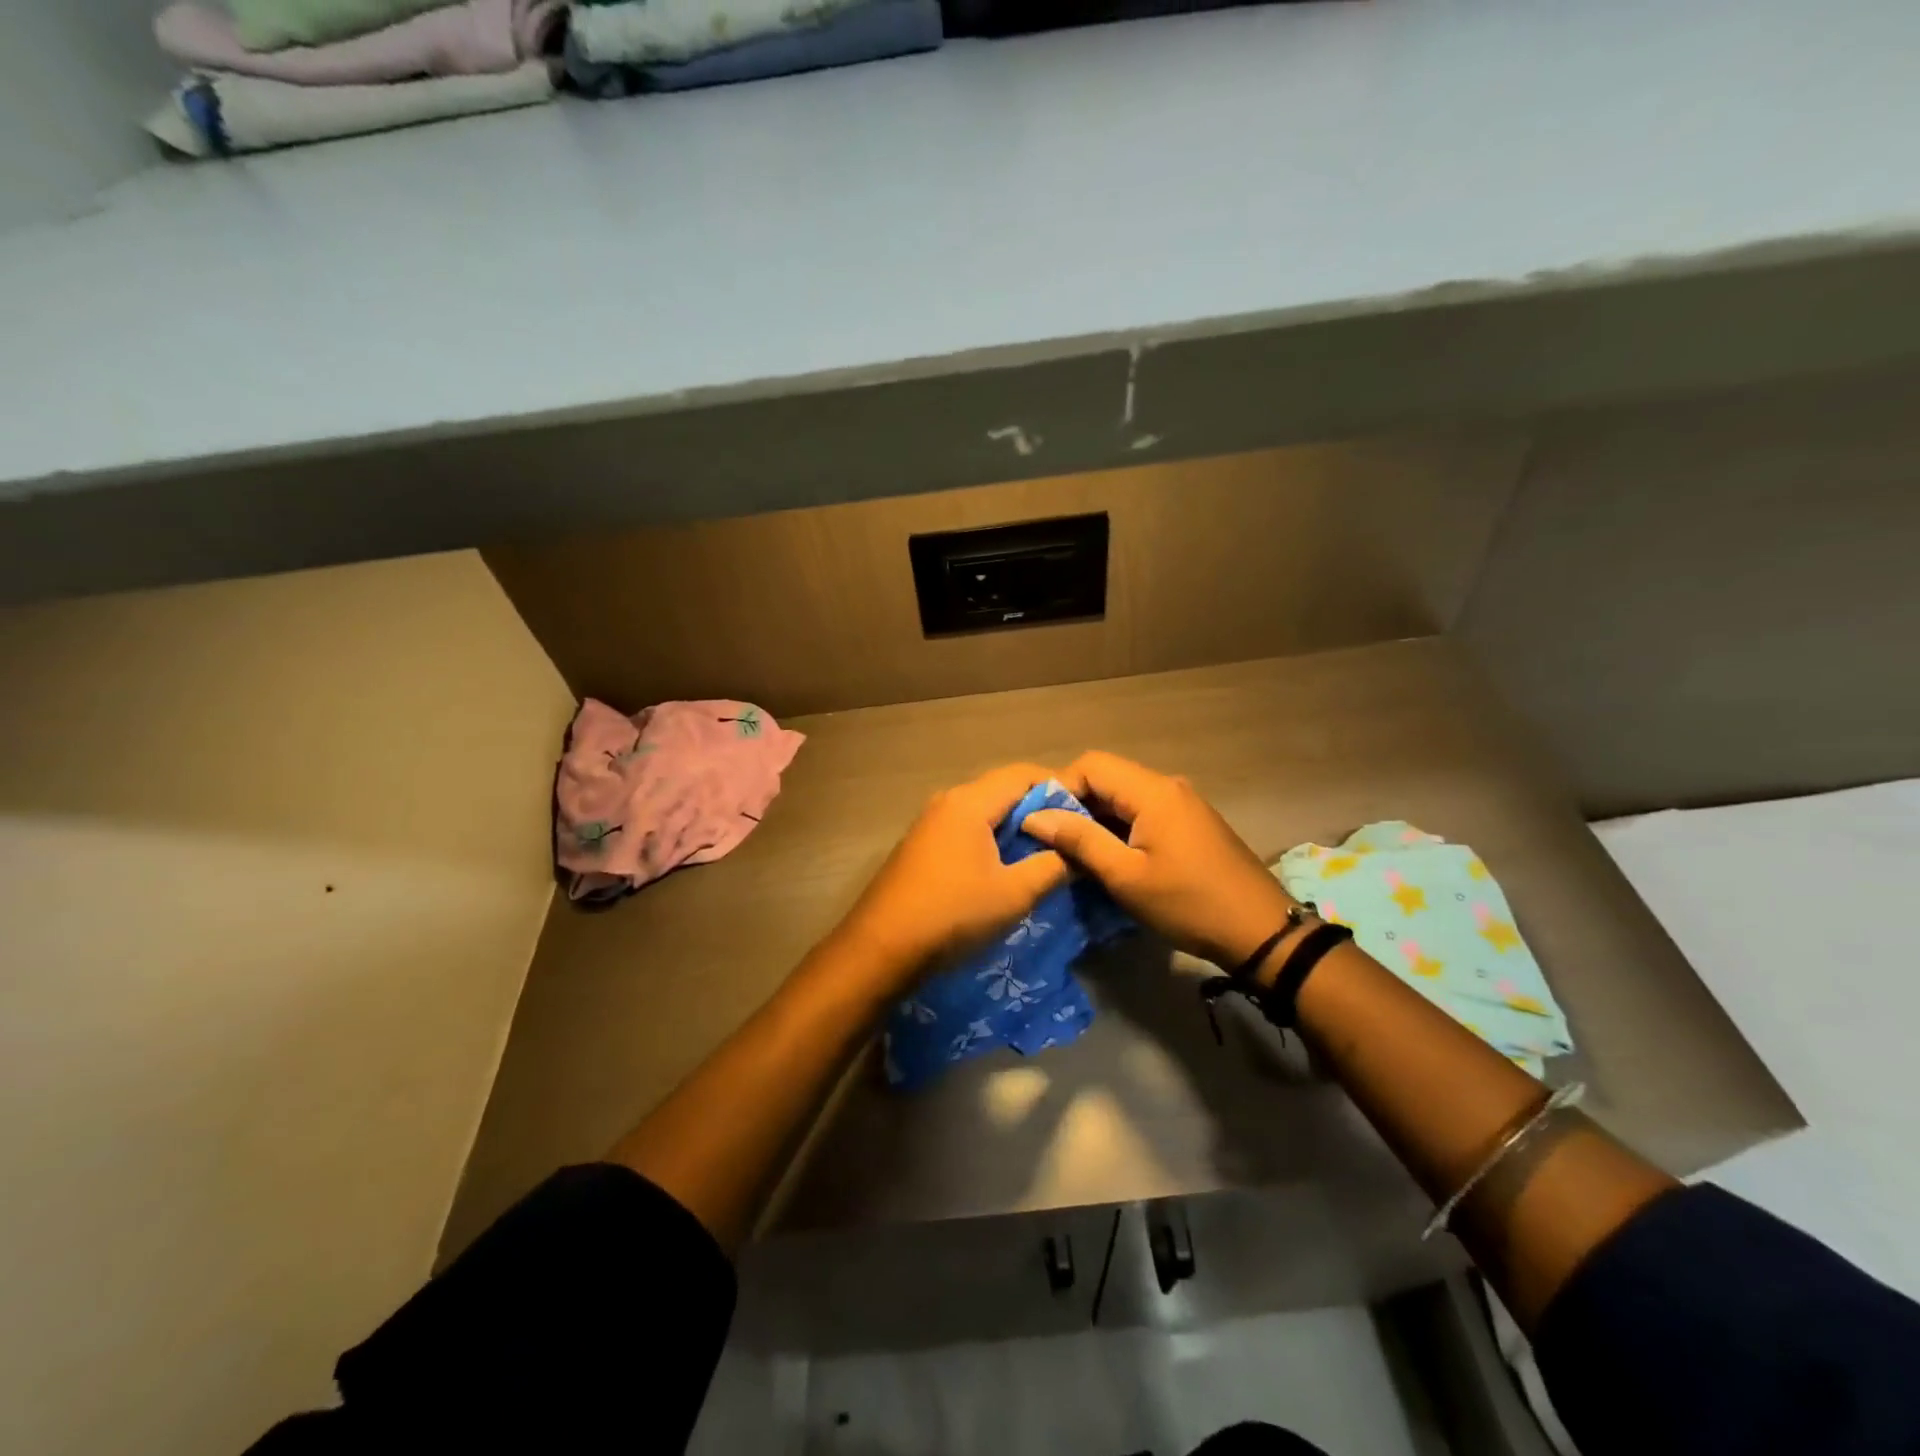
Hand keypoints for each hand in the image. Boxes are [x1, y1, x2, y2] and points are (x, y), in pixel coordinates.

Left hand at [833, 763, 1069, 981]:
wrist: (880, 949)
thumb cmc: (952, 915)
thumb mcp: (1014, 894)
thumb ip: (1052, 866)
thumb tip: (1078, 851)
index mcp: (970, 802)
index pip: (1023, 775)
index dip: (1059, 788)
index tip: (1086, 814)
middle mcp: (948, 801)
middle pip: (1003, 790)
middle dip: (1040, 810)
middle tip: (1071, 837)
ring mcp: (930, 823)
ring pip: (984, 812)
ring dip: (1015, 828)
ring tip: (1045, 855)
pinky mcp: (921, 846)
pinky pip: (966, 829)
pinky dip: (992, 840)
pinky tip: (1005, 868)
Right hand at [1022, 750, 1297, 968]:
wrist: (1261, 932)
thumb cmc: (1188, 903)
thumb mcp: (1125, 876)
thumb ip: (1079, 840)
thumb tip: (1035, 816)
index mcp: (1152, 791)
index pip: (1090, 765)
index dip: (1059, 788)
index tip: (1040, 823)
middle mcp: (1168, 786)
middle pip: (1108, 777)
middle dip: (1075, 805)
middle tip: (1052, 842)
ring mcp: (1183, 804)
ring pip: (1124, 797)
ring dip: (1097, 819)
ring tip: (1075, 854)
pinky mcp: (1191, 824)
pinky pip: (1144, 813)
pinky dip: (1120, 828)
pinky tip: (1111, 858)